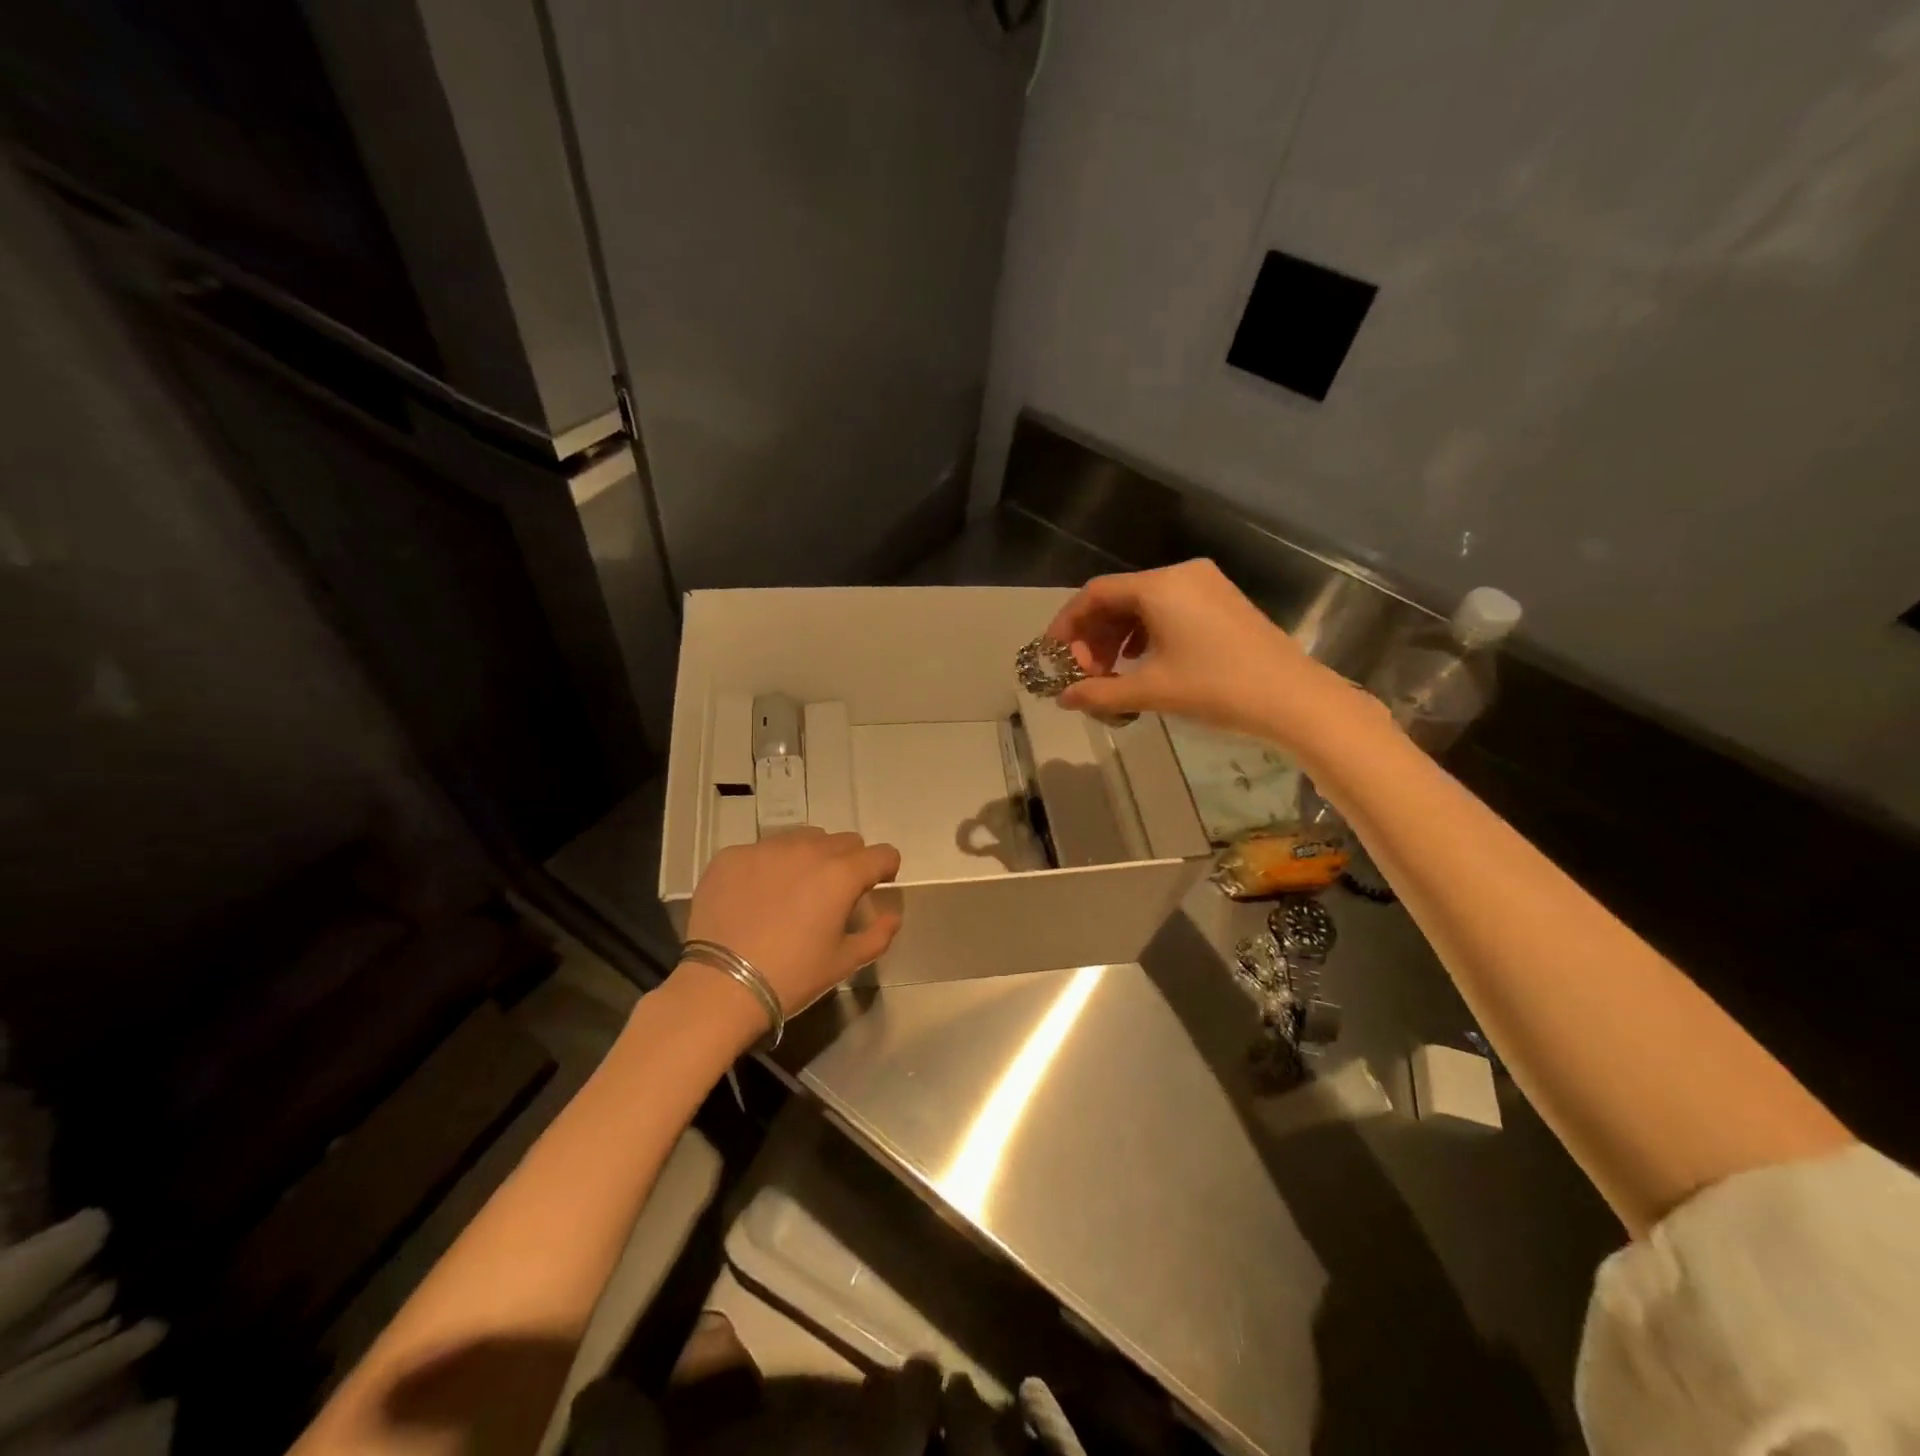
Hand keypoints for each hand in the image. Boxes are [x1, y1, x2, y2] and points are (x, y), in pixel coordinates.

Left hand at [681, 829, 901, 1021]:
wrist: (720, 986)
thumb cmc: (791, 976)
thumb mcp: (844, 963)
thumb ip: (878, 934)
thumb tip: (892, 915)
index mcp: (841, 874)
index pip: (882, 854)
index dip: (886, 868)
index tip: (877, 885)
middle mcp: (808, 849)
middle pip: (844, 840)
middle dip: (848, 861)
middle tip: (834, 892)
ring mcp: (766, 848)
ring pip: (802, 838)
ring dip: (809, 857)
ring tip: (794, 889)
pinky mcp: (732, 855)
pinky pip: (762, 850)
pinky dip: (769, 866)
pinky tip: (756, 896)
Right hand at [1045, 559, 1371, 748]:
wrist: (1293, 698)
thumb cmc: (1216, 688)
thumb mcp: (1152, 691)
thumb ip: (1100, 692)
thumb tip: (1063, 699)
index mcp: (1160, 586)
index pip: (1096, 593)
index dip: (1068, 623)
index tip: (1054, 654)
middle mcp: (1181, 575)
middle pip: (1119, 596)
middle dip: (1094, 635)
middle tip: (1084, 673)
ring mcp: (1206, 585)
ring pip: (1144, 604)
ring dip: (1118, 636)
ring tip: (1110, 673)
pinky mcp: (1223, 601)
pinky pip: (1169, 608)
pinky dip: (1146, 633)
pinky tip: (1142, 662)